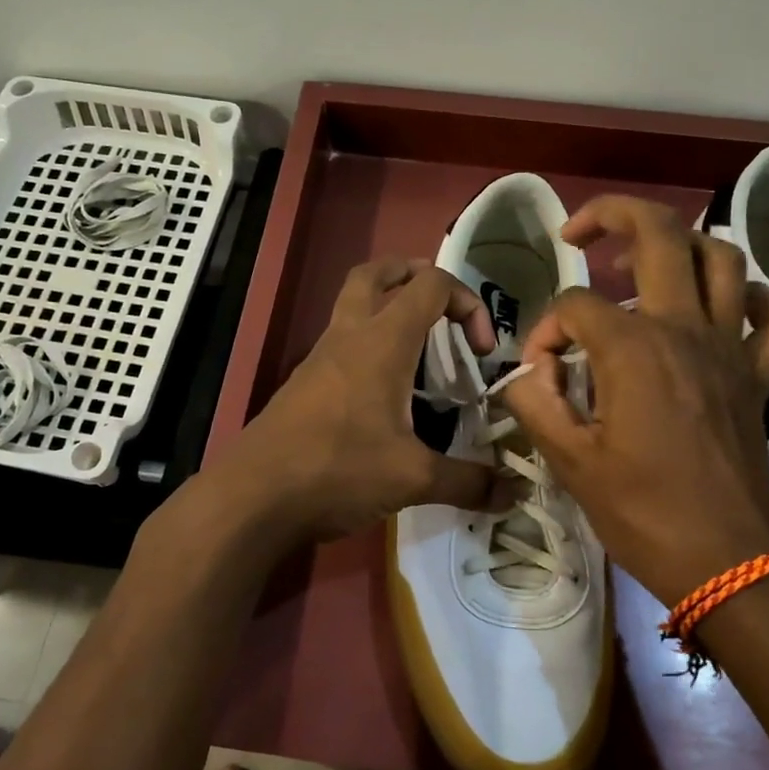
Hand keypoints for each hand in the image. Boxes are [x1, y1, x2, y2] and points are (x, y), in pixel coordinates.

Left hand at [222, 259, 500, 540]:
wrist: (254, 496)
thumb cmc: (337, 469)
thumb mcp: (412, 479)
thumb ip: (468, 482)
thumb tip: (514, 493)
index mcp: (382, 341)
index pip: (431, 284)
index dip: (467, 302)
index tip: (481, 351)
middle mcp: (349, 335)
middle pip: (377, 273)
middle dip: (414, 276)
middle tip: (441, 308)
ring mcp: (320, 357)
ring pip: (353, 305)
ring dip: (389, 311)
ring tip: (421, 354)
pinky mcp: (304, 383)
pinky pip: (342, 344)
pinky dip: (369, 348)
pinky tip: (386, 396)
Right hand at [501, 196, 768, 606]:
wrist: (729, 562)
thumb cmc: (643, 513)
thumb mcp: (569, 462)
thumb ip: (536, 402)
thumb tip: (530, 372)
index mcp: (634, 348)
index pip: (574, 307)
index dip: (544, 332)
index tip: (539, 374)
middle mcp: (686, 329)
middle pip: (660, 234)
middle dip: (613, 216)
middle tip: (579, 233)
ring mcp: (731, 348)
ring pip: (723, 259)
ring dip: (681, 246)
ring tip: (643, 266)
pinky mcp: (759, 375)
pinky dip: (749, 300)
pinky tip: (720, 309)